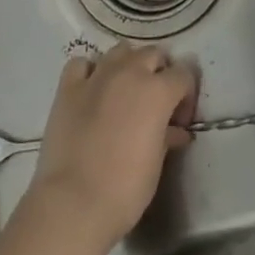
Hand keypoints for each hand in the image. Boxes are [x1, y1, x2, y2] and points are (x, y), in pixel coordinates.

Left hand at [24, 43, 197, 253]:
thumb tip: (176, 131)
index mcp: (158, 90)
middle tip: (155, 103)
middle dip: (159, 73)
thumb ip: (168, 136)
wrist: (73, 203)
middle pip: (153, 54)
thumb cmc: (125, 188)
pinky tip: (91, 90)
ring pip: (120, 51)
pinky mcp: (68, 88)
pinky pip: (82, 64)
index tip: (179, 120)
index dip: (186, 95)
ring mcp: (97, 77)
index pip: (184, 73)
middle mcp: (130, 72)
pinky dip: (90, 71)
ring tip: (125, 91)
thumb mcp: (157, 162)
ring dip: (128, 65)